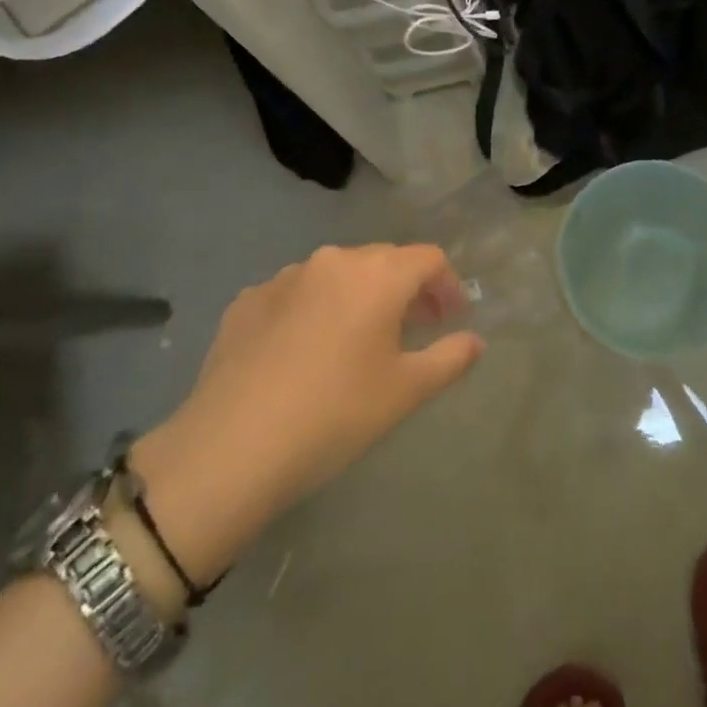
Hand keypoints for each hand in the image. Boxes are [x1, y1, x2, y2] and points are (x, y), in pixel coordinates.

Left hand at [133, 244, 482, 580]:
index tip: (452, 320)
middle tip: (414, 330)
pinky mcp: (246, 301)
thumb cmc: (336, 414)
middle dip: (407, 290)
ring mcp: (283, 278)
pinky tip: (305, 354)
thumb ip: (450, 357)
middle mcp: (331, 261)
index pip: (428, 258)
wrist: (231, 447)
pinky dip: (314, 311)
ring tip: (358, 342)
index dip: (448, 286)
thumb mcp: (406, 390)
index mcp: (376, 275)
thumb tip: (475, 340)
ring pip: (336, 276)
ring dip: (358, 298)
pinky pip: (295, 295)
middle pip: (383, 261)